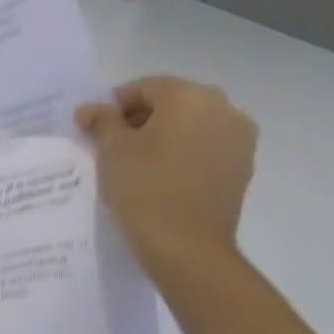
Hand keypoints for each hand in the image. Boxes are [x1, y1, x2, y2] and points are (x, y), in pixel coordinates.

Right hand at [76, 76, 257, 273]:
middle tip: (112, 146)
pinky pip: (205, 147)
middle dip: (140, 119)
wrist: (186, 245)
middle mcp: (224, 109)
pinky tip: (161, 177)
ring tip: (136, 164)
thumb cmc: (144, 186)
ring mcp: (239, 139)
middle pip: (171, 102)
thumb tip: (92, 109)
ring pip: (190, 125)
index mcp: (191, 97)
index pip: (144, 87)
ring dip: (162, 136)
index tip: (96, 131)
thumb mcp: (110, 148)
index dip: (114, 106)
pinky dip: (181, 154)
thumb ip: (101, 120)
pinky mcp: (241, 167)